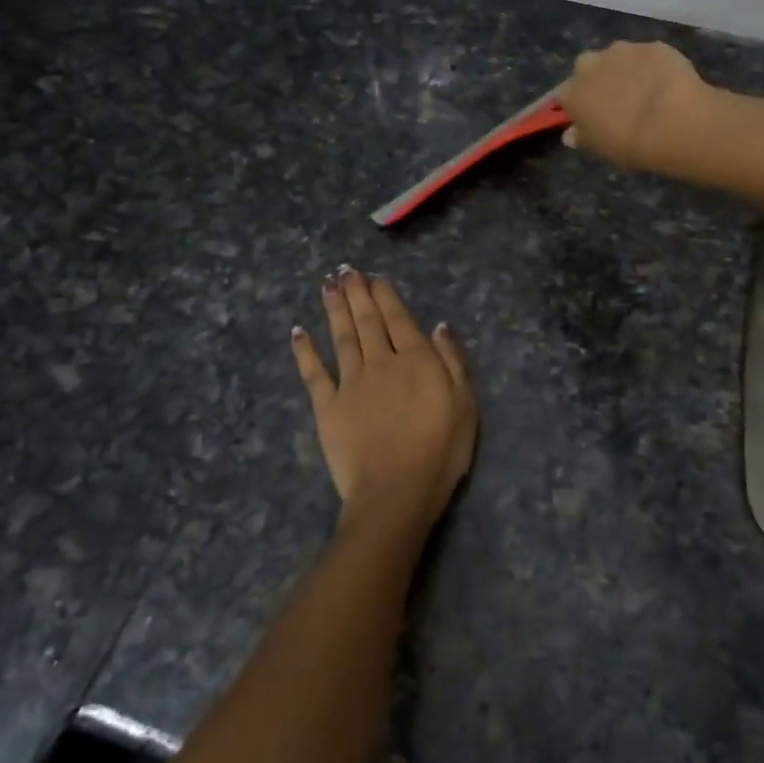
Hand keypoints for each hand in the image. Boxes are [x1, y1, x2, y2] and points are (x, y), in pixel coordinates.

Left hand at [291, 268, 476, 533]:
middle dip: (356, 293)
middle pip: (367, 321)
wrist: (395, 492)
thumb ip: (452, 361)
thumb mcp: (465, 404)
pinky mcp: (327, 407)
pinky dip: (305, 351)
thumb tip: (439, 326)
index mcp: (416, 360)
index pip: (398, 318)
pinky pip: (314, 373)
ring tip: (327, 286)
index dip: (385, 295)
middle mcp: (381, 362)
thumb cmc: (440, 451)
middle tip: (345, 270)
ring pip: (341, 337)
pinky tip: (299, 332)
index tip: (373, 276)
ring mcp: (351, 383)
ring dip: (334, 310)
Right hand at [555, 40, 709, 173]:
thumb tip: (570, 134)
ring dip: (625, 69)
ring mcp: (623, 51)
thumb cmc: (628, 144)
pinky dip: (653, 67)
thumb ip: (583, 137)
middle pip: (587, 67)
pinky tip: (667, 84)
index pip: (563, 96)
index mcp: (572, 92)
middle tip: (615, 99)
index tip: (587, 116)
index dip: (576, 105)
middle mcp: (591, 64)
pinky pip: (649, 56)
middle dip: (597, 78)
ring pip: (618, 57)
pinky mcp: (653, 46)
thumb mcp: (600, 148)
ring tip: (644, 91)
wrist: (672, 123)